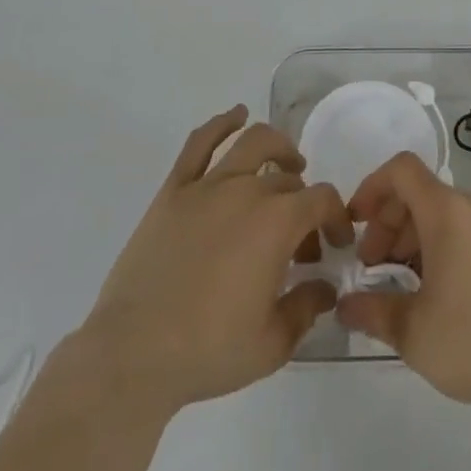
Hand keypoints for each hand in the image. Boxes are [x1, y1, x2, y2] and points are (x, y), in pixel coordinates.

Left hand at [62, 106, 353, 418]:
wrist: (133, 354)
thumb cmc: (208, 351)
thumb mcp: (272, 343)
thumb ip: (307, 308)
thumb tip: (325, 287)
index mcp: (277, 223)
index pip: (322, 200)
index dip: (336, 218)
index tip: (335, 244)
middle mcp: (247, 191)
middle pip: (288, 180)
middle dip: (304, 206)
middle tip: (300, 243)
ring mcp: (208, 186)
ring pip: (252, 143)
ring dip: (278, 147)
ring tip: (287, 163)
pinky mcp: (174, 191)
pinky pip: (200, 143)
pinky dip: (222, 123)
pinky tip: (236, 116)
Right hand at [337, 152, 470, 417]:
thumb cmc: (470, 339)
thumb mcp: (409, 329)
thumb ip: (370, 310)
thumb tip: (344, 305)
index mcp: (446, 211)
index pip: (401, 169)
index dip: (370, 187)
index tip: (353, 224)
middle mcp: (469, 207)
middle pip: (417, 192)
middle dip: (385, 222)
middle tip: (369, 267)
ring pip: (437, 212)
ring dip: (407, 237)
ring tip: (393, 283)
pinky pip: (457, 230)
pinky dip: (432, 246)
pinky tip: (426, 290)